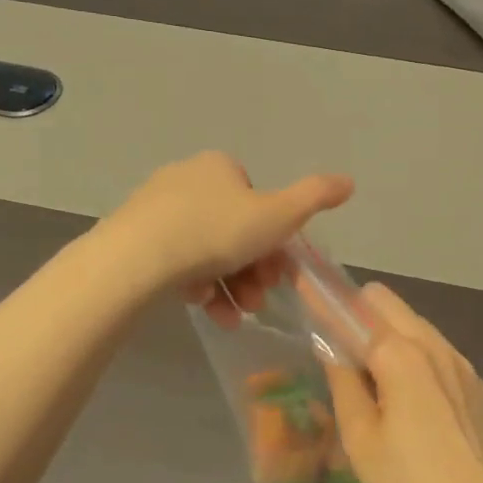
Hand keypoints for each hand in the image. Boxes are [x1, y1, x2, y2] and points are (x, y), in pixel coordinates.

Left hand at [101, 152, 352, 318]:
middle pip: (233, 230)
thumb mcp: (277, 216)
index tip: (279, 273)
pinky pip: (175, 260)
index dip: (273, 239)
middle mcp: (186, 179)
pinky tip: (203, 307)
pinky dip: (196, 285)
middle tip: (258, 300)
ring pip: (205, 250)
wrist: (137, 259)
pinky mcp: (132, 237)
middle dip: (252, 270)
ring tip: (234, 315)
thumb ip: (315, 197)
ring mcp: (155, 208)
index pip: (257, 202)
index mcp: (219, 167)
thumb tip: (349, 181)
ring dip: (229, 284)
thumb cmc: (216, 232)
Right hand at [324, 284, 482, 482]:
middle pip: (388, 304)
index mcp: (401, 355)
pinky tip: (402, 387)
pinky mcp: (475, 383)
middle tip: (333, 339)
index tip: (304, 284)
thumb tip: (330, 346)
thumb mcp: (360, 439)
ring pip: (414, 323)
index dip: (325, 301)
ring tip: (366, 368)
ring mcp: (460, 362)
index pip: (354, 312)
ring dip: (385, 330)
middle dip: (357, 310)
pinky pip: (435, 348)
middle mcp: (433, 345)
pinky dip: (411, 351)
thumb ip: (343, 382)